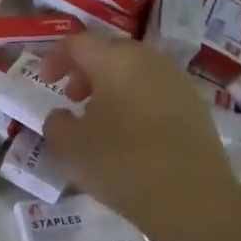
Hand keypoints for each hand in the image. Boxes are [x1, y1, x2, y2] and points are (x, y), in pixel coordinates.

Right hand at [37, 33, 240, 234]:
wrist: (192, 197)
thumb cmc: (123, 163)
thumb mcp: (71, 147)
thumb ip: (56, 124)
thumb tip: (61, 115)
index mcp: (114, 60)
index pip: (77, 43)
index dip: (56, 58)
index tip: (46, 82)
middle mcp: (147, 60)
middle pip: (109, 52)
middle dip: (86, 71)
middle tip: (73, 98)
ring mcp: (176, 81)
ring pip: (136, 71)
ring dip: (113, 86)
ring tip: (102, 119)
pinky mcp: (195, 105)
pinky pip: (156, 91)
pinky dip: (137, 101)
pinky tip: (133, 134)